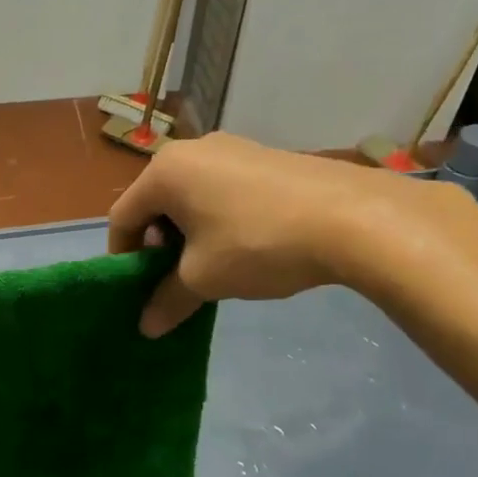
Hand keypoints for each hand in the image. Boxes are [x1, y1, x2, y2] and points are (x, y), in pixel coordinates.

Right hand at [107, 132, 450, 336]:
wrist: (355, 219)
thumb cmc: (257, 244)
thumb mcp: (204, 279)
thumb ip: (167, 300)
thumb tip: (146, 328)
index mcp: (164, 172)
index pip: (122, 218)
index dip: (122, 257)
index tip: (135, 288)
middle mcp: (192, 150)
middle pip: (155, 203)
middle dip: (157, 245)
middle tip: (173, 279)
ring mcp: (232, 148)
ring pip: (190, 196)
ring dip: (188, 233)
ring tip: (210, 266)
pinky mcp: (265, 156)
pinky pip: (221, 189)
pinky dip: (217, 218)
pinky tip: (243, 246)